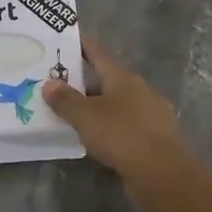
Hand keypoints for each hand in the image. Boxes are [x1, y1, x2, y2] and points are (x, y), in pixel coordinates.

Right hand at [43, 35, 187, 184]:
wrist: (162, 174)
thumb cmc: (122, 135)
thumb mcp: (86, 116)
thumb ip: (65, 100)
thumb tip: (49, 84)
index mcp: (123, 78)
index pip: (98, 53)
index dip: (82, 45)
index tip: (67, 37)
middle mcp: (139, 91)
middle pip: (107, 80)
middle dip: (84, 82)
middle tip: (58, 83)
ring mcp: (150, 115)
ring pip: (117, 104)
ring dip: (96, 107)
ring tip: (72, 113)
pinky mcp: (153, 138)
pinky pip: (124, 126)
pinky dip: (109, 127)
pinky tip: (95, 138)